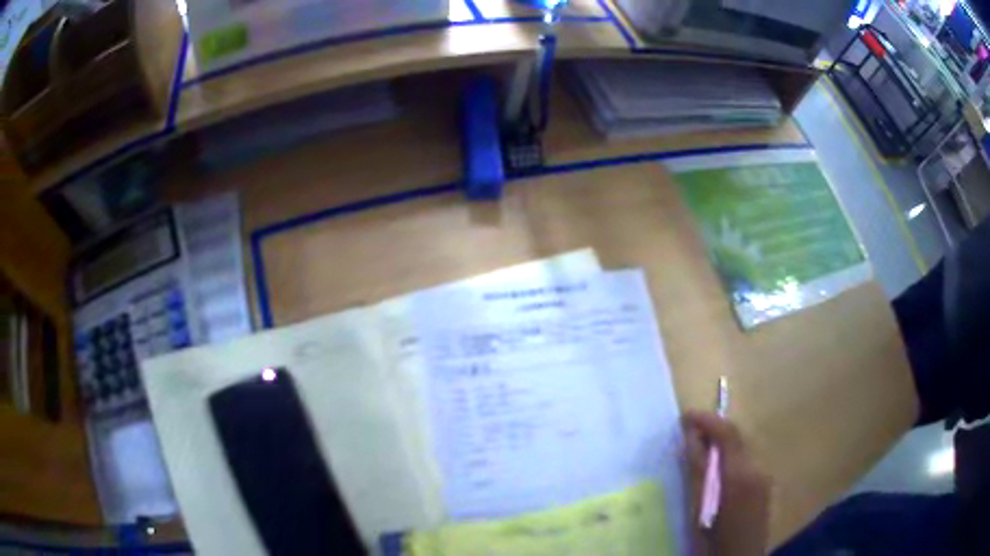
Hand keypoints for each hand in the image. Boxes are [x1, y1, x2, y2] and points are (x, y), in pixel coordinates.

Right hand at [684, 410, 770, 555]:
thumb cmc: (712, 541)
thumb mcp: (698, 508)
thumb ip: (697, 470)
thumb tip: (691, 437)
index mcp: (741, 474)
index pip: (728, 433)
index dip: (707, 420)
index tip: (684, 417)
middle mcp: (758, 469)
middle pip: (737, 439)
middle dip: (713, 431)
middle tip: (686, 435)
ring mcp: (764, 478)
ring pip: (741, 451)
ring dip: (720, 446)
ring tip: (696, 453)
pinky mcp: (763, 488)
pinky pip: (745, 463)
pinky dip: (728, 460)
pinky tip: (714, 474)